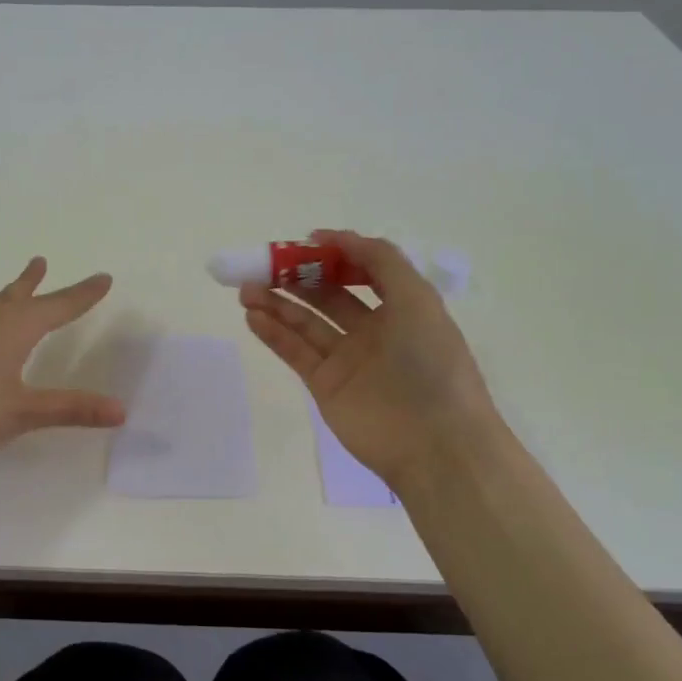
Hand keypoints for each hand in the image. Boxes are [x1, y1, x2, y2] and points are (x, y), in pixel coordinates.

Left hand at [0, 257, 125, 466]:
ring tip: (10, 286)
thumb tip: (121, 410)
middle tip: (42, 261)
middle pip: (19, 294)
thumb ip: (72, 409)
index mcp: (15, 328)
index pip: (59, 306)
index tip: (103, 277)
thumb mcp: (24, 413)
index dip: (84, 294)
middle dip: (37, 282)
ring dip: (5, 292)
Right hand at [240, 229, 497, 488]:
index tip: (302, 243)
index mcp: (400, 307)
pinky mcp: (325, 385)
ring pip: (305, 322)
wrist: (436, 443)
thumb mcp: (417, 299)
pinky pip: (295, 352)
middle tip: (261, 264)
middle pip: (326, 295)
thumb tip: (336, 237)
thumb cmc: (431, 363)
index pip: (360, 272)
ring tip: (246, 289)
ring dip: (276, 302)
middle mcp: (373, 330)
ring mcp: (347, 359)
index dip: (333, 255)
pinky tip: (253, 315)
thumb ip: (380, 260)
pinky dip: (273, 333)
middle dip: (295, 277)